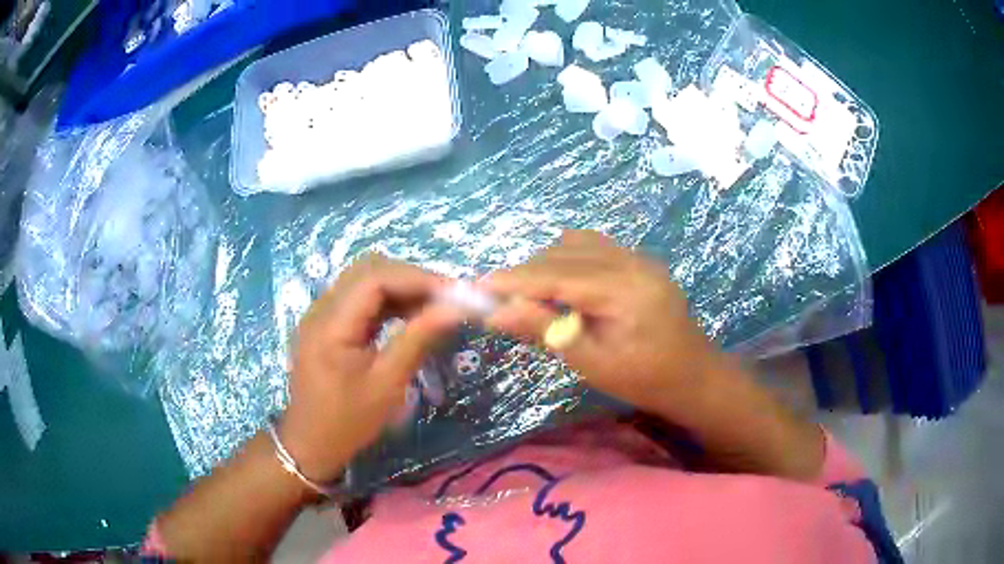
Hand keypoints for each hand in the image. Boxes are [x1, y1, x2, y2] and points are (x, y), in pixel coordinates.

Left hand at [280, 255, 463, 482]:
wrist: (310, 444)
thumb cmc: (348, 421)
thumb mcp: (387, 384)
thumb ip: (418, 339)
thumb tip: (454, 309)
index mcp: (331, 324)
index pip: (375, 278)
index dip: (417, 278)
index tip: (453, 293)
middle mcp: (321, 309)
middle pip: (368, 271)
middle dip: (411, 279)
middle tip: (446, 299)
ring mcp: (321, 315)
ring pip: (364, 281)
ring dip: (400, 288)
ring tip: (433, 307)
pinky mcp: (326, 324)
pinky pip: (359, 299)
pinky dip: (387, 302)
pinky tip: (409, 316)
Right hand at [480, 230, 725, 419]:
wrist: (694, 375)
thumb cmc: (644, 380)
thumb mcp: (592, 362)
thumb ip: (546, 331)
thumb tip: (496, 313)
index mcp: (625, 290)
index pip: (557, 275)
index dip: (515, 279)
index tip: (478, 286)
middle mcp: (632, 262)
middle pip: (564, 254)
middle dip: (526, 273)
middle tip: (498, 298)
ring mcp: (638, 257)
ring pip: (576, 244)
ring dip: (546, 263)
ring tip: (530, 294)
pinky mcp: (639, 260)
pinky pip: (594, 246)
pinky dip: (568, 258)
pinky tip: (561, 283)